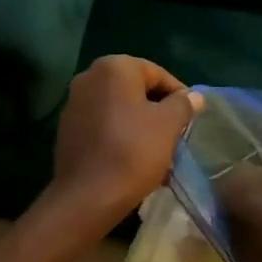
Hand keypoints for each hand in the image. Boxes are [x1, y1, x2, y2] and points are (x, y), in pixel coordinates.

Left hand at [40, 56, 202, 242]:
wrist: (87, 195)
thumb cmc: (133, 151)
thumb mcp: (168, 125)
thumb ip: (183, 104)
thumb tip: (194, 96)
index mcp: (114, 67)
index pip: (156, 73)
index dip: (179, 94)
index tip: (192, 118)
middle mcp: (89, 76)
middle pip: (135, 89)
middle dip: (158, 111)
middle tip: (177, 135)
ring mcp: (74, 102)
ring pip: (119, 108)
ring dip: (140, 125)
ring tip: (159, 152)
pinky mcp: (67, 127)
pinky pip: (102, 124)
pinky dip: (120, 135)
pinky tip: (134, 160)